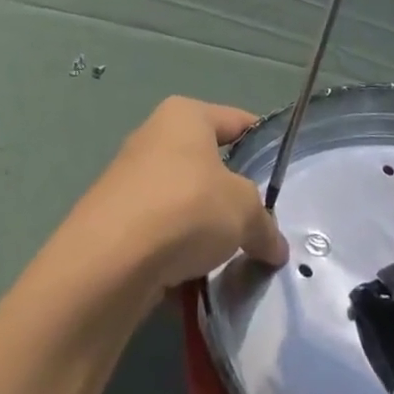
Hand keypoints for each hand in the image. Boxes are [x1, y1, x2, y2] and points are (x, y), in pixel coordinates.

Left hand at [63, 98, 287, 301]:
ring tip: (228, 260)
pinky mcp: (116, 218)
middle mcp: (155, 135)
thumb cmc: (186, 207)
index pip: (236, 121)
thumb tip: (275, 245)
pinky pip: (162, 232)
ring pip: (184, 201)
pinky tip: (195, 279)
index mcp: (185, 114)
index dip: (262, 144)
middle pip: (208, 164)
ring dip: (204, 229)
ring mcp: (131, 177)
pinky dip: (178, 252)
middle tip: (258, 226)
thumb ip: (264, 224)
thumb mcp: (243, 211)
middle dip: (232, 196)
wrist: (110, 260)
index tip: (283, 178)